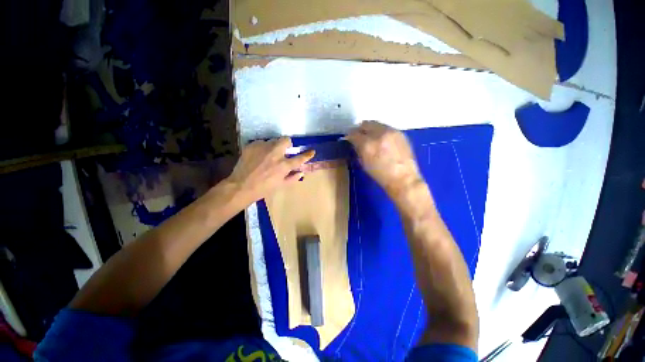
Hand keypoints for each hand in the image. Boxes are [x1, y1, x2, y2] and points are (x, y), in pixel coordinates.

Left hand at [226, 138, 314, 204]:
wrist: (241, 186)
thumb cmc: (263, 188)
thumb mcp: (280, 185)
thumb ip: (293, 178)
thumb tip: (301, 172)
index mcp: (283, 165)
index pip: (299, 158)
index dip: (307, 155)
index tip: (312, 151)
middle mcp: (275, 153)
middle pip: (286, 140)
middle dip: (287, 144)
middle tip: (283, 151)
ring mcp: (262, 148)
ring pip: (273, 141)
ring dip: (273, 147)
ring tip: (267, 155)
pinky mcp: (252, 145)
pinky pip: (261, 143)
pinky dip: (262, 148)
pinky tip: (258, 156)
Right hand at [347, 121, 421, 197]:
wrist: (403, 178)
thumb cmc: (381, 175)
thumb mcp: (364, 164)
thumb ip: (358, 150)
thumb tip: (355, 143)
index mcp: (367, 145)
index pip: (354, 133)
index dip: (350, 136)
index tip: (350, 139)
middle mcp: (379, 134)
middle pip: (365, 124)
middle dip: (360, 129)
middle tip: (360, 136)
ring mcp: (391, 132)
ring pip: (376, 123)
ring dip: (371, 129)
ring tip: (371, 137)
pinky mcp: (400, 133)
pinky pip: (386, 128)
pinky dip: (381, 132)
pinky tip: (382, 140)